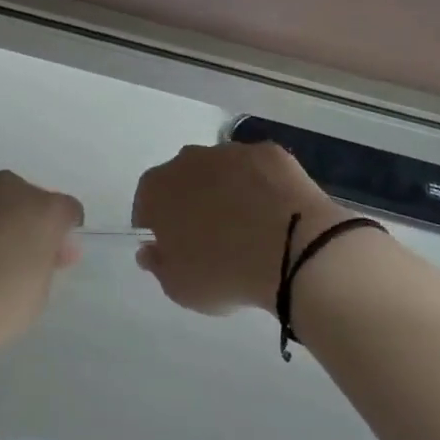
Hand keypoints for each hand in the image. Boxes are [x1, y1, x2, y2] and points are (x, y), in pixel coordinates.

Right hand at [132, 142, 338, 316]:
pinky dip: (262, 186)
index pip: (146, 202)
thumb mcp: (180, 287)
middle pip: (183, 179)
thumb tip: (151, 249)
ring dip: (227, 191)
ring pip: (221, 171)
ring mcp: (232, 151)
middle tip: (210, 236)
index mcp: (158, 189)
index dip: (157, 224)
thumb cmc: (224, 272)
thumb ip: (158, 265)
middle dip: (192, 202)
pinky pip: (258, 170)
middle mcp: (189, 160)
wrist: (293, 251)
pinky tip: (276, 213)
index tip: (172, 246)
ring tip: (249, 226)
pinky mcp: (271, 152)